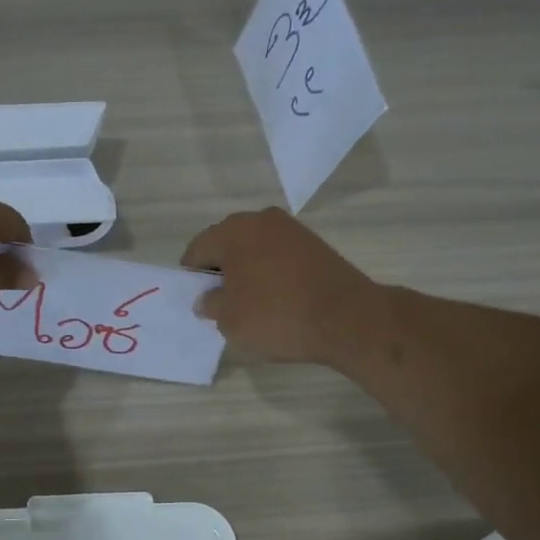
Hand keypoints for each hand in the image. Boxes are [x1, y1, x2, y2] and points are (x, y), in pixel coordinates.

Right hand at [180, 208, 385, 365]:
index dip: (192, 278)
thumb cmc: (276, 316)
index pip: (197, 250)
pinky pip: (279, 256)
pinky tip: (277, 299)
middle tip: (221, 304)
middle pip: (226, 244)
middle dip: (220, 271)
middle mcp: (260, 220)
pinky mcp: (314, 244)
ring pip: (254, 249)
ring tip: (251, 304)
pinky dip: (271, 273)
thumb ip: (210, 304)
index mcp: (232, 231)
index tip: (198, 302)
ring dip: (246, 271)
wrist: (347, 318)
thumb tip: (206, 298)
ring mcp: (291, 229)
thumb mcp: (229, 320)